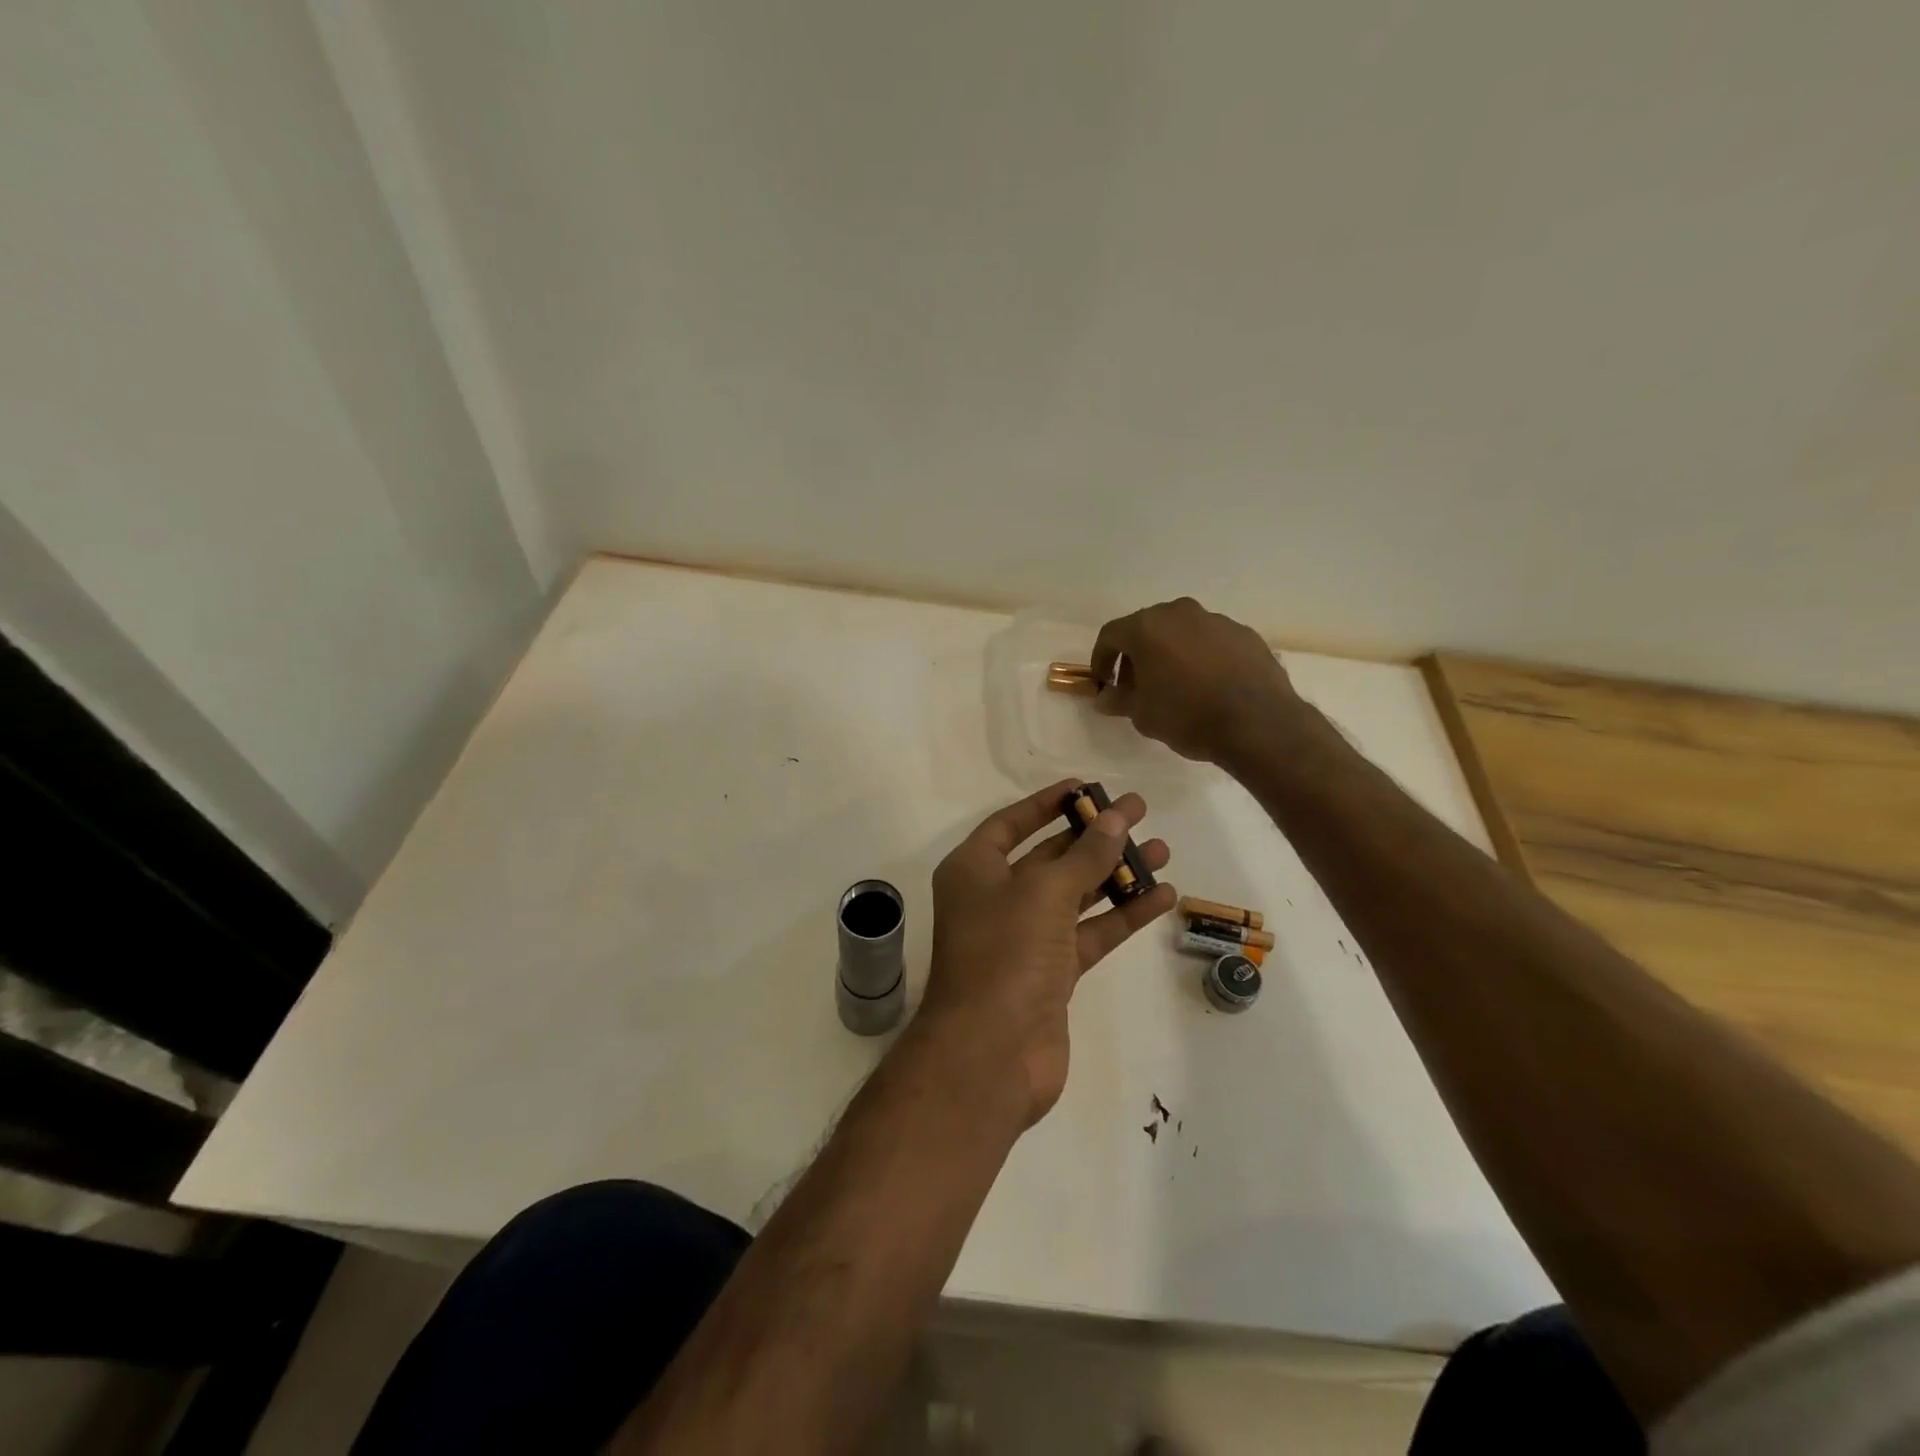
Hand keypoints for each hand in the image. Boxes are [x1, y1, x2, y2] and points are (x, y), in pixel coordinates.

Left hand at [917, 781, 1174, 1126]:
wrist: (990, 1054)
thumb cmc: (1005, 954)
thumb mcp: (1044, 892)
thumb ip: (1085, 855)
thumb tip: (1115, 818)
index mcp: (973, 870)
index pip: (1011, 823)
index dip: (1047, 803)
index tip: (1086, 786)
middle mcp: (995, 898)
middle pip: (1050, 856)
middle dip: (1094, 835)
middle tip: (1140, 812)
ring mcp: (1024, 938)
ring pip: (1075, 895)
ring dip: (1115, 873)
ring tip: (1163, 850)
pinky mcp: (1051, 974)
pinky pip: (1090, 933)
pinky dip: (1122, 916)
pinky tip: (1162, 897)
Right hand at [1092, 598, 1301, 764]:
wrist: (1257, 723)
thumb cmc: (1187, 716)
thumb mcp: (1142, 715)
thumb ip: (1119, 700)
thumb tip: (1105, 697)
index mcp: (1147, 627)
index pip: (1111, 635)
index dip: (1101, 660)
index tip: (1103, 683)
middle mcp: (1179, 613)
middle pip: (1147, 629)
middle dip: (1136, 656)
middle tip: (1136, 686)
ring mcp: (1216, 620)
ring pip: (1181, 632)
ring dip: (1170, 654)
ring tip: (1174, 686)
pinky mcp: (1244, 634)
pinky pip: (1211, 642)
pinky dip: (1201, 657)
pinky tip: (1207, 686)